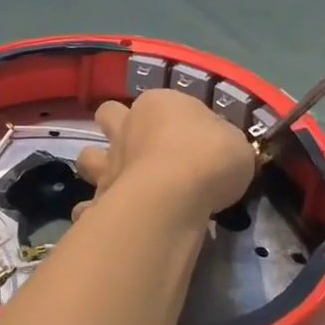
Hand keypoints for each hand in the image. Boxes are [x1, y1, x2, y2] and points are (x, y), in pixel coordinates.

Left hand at [73, 89, 256, 229]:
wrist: (174, 195)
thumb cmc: (209, 157)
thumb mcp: (236, 143)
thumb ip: (222, 142)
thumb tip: (217, 148)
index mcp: (158, 104)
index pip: (163, 102)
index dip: (174, 119)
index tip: (193, 141)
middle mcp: (126, 128)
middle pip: (108, 115)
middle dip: (116, 128)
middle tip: (140, 150)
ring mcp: (108, 163)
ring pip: (88, 157)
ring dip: (98, 167)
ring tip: (119, 184)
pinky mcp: (99, 199)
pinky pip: (88, 205)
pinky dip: (93, 212)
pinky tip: (107, 222)